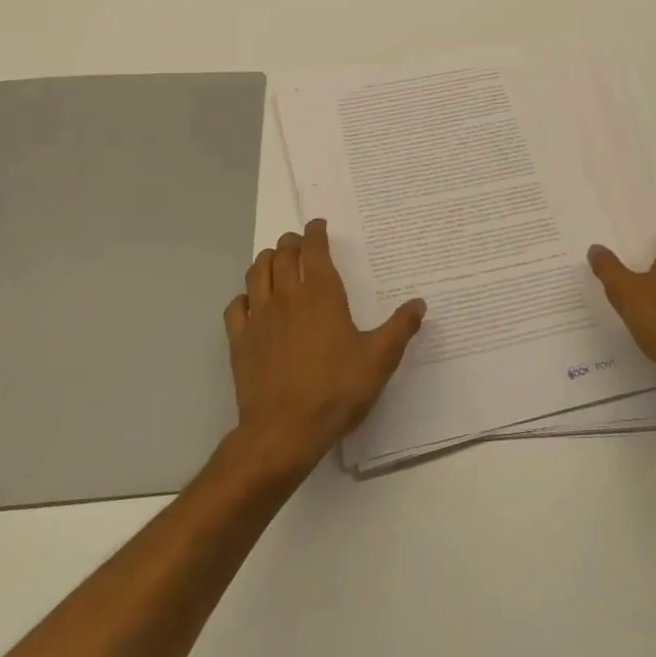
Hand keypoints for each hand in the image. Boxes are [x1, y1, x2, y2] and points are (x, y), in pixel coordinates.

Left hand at [223, 218, 424, 478]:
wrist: (283, 431)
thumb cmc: (336, 390)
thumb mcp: (379, 360)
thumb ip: (400, 328)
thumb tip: (419, 303)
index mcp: (320, 294)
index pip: (314, 248)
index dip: (315, 232)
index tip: (319, 225)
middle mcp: (287, 296)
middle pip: (282, 254)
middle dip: (291, 243)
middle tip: (300, 243)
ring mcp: (259, 317)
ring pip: (256, 273)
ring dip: (266, 260)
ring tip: (275, 261)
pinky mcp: (240, 340)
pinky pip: (236, 306)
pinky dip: (245, 296)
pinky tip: (252, 303)